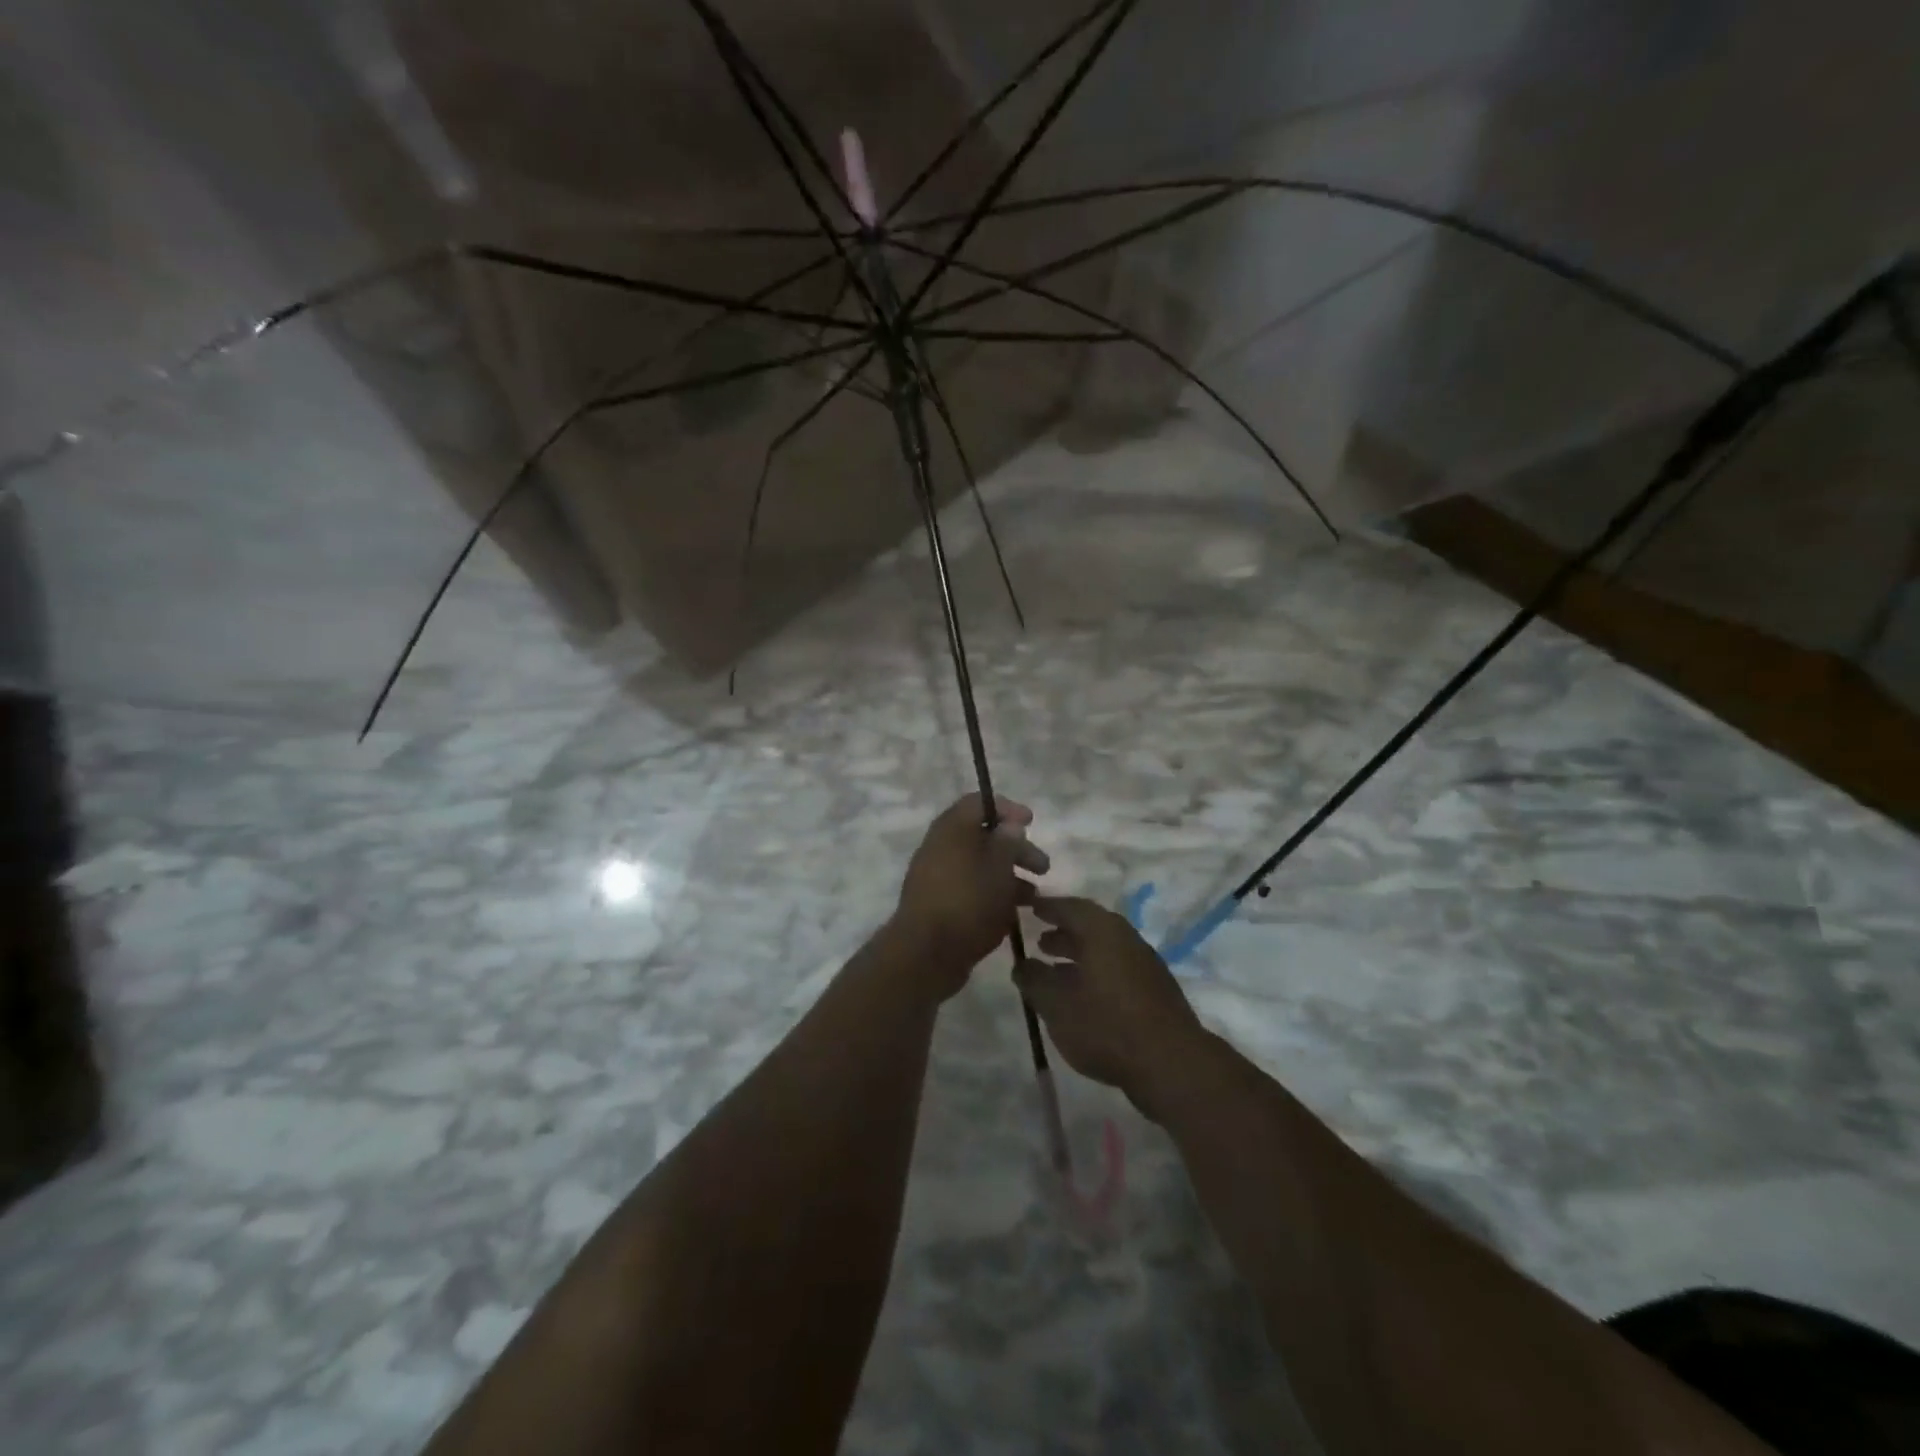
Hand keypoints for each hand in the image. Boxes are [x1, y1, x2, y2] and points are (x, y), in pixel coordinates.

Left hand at [893, 794, 1049, 995]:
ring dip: (1008, 875)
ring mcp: (936, 876)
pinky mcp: (937, 903)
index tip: (1031, 822)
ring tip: (1034, 897)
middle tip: (1043, 867)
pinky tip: (1013, 913)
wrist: (926, 954)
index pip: (978, 803)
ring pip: (978, 865)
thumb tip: (1009, 824)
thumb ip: (1008, 841)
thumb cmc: (969, 902)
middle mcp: (940, 846)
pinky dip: (992, 893)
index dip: (1007, 808)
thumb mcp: (998, 867)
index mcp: (951, 829)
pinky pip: (969, 888)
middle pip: (982, 836)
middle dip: (1016, 849)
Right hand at [1014, 897, 1210, 1119]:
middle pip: (1090, 926)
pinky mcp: (1155, 990)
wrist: (1171, 1063)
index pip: (1070, 907)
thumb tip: (1021, 964)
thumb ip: (1034, 980)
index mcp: (1102, 931)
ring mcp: (1145, 964)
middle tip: (1039, 941)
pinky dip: (1095, 971)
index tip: (1029, 907)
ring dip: (1079, 954)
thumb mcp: (1056, 1004)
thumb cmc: (1106, 1025)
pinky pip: (1117, 968)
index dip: (1048, 906)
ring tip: (1054, 970)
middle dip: (1063, 932)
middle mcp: (1126, 939)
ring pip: (1105, 949)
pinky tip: (1082, 996)